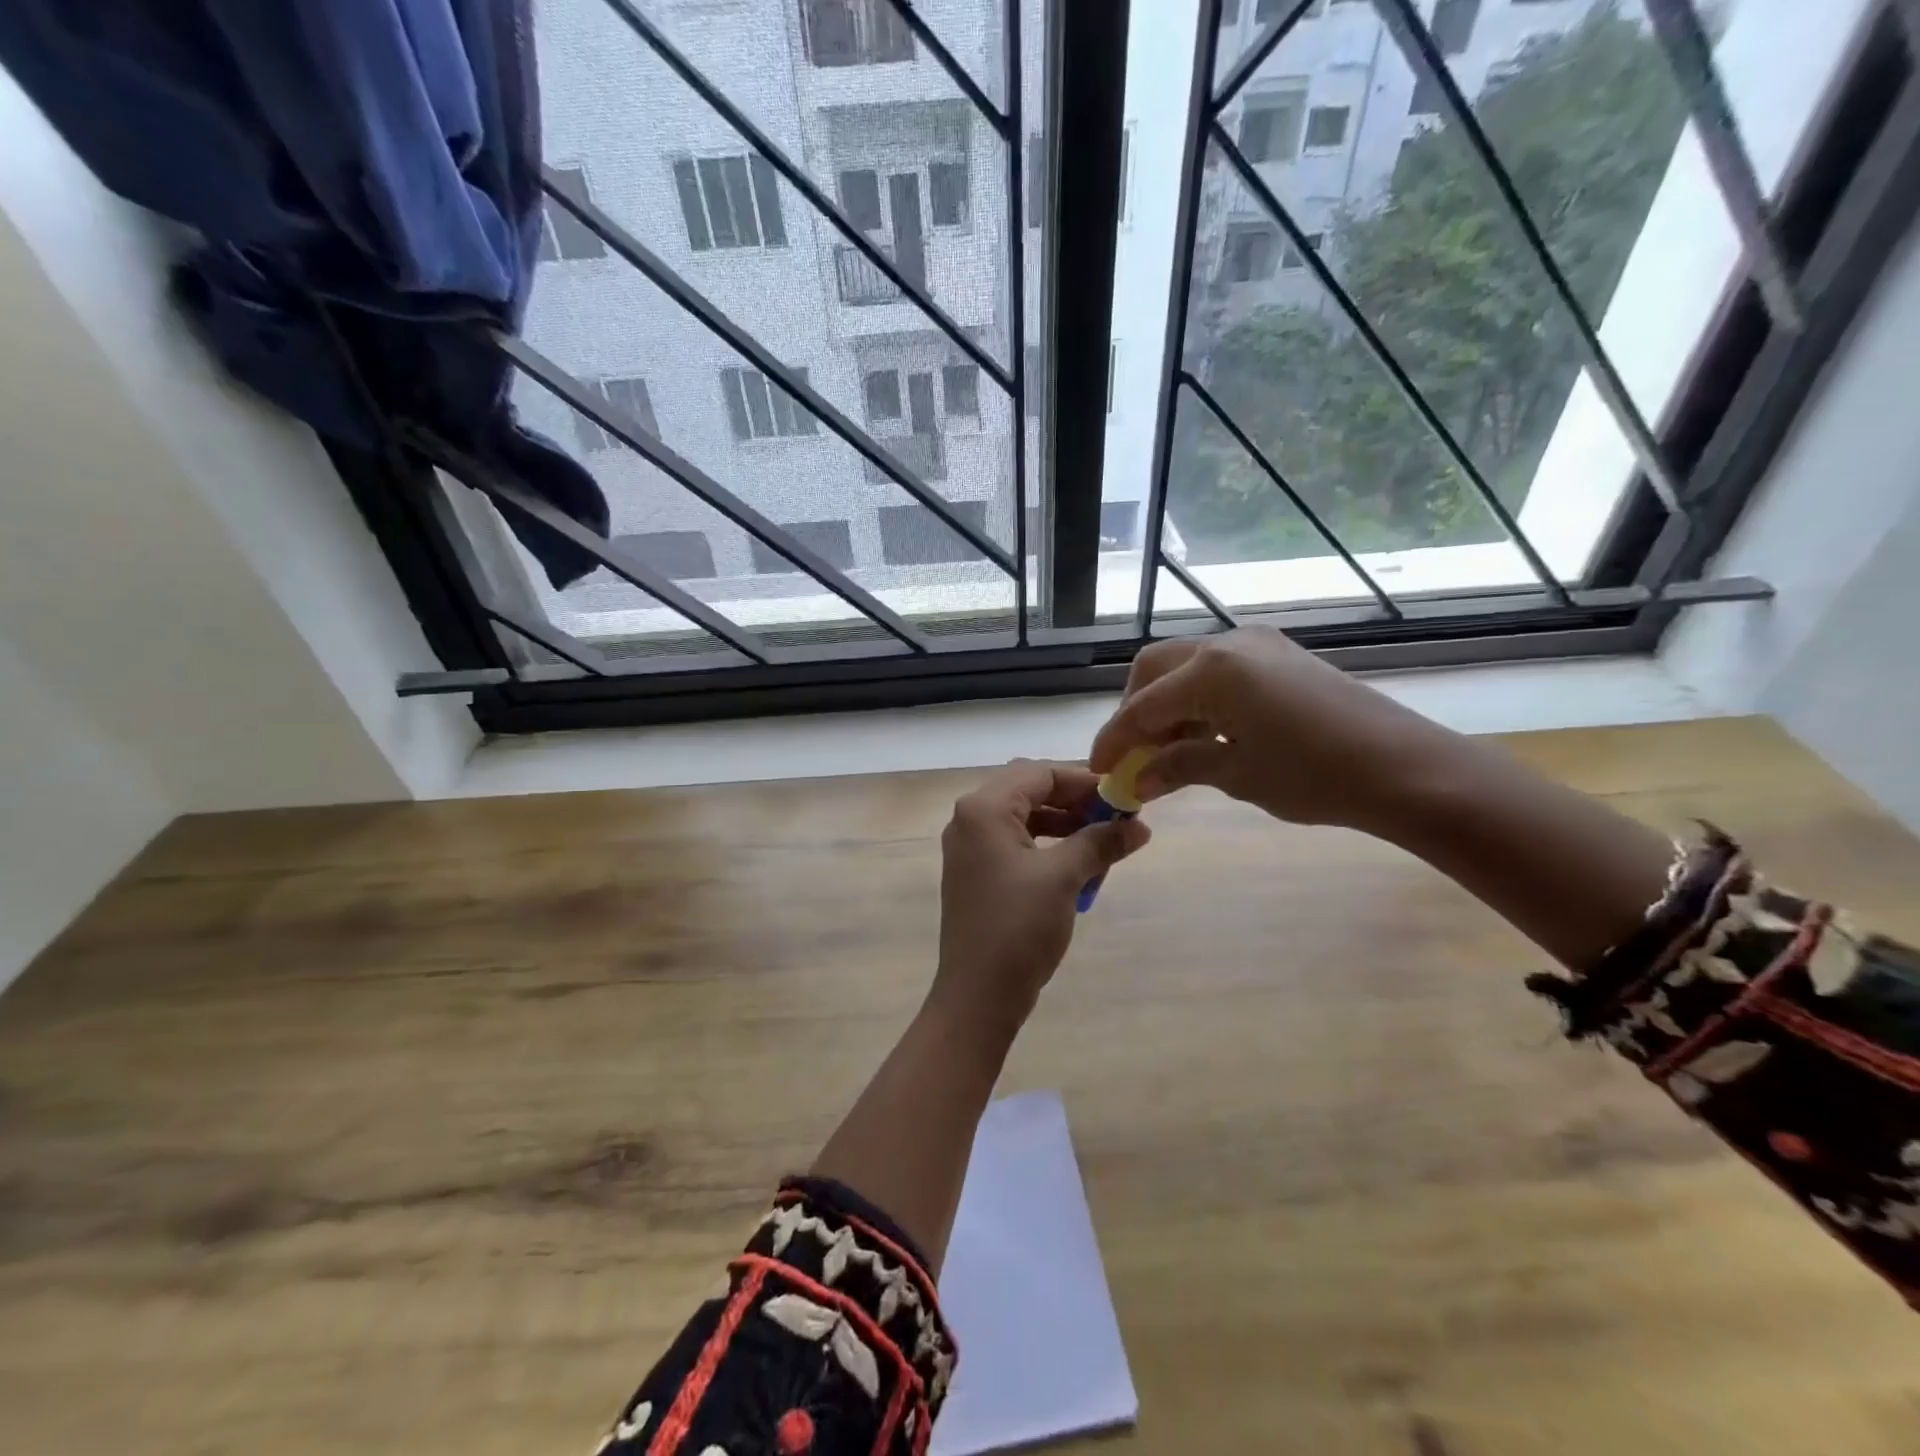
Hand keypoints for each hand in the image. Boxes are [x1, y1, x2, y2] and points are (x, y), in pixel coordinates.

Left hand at [930, 759, 1150, 1037]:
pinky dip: (1049, 848)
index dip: (1084, 781)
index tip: (1123, 796)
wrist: (978, 995)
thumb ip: (1100, 842)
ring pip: (1025, 819)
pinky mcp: (977, 873)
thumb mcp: (1064, 878)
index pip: (1039, 773)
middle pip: (1030, 791)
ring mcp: (970, 848)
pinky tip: (1079, 867)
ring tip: (1105, 844)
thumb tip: (1139, 825)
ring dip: (1065, 826)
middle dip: (1075, 802)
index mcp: (984, 809)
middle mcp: (970, 819)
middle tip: (1117, 818)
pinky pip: (1017, 844)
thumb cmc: (1018, 927)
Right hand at [1088, 627, 1455, 832]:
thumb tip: (1136, 781)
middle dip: (1135, 711)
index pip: (1142, 707)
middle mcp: (1227, 644)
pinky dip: (1197, 698)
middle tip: (1132, 754)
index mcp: (1211, 671)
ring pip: (1185, 666)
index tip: (1099, 770)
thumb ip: (1177, 767)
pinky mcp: (1279, 655)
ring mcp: (1256, 645)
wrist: (1405, 767)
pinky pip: (1218, 670)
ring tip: (1167, 751)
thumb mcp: (1236, 775)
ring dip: (1166, 704)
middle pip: (1154, 669)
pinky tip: (1204, 734)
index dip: (1115, 741)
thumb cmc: (1314, 776)